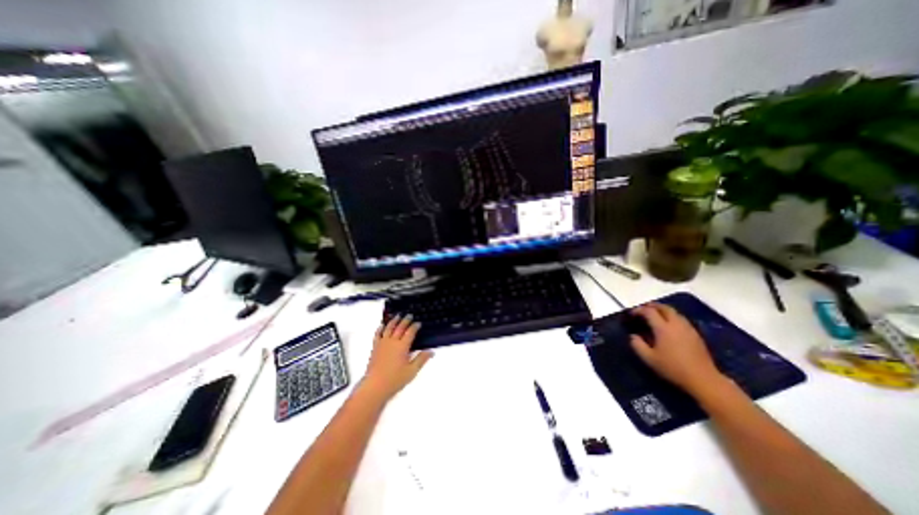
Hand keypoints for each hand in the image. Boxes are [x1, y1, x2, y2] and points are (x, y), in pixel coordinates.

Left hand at [361, 313, 433, 401]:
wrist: (375, 386)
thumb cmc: (395, 380)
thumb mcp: (412, 371)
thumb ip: (421, 359)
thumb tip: (431, 351)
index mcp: (402, 346)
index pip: (410, 332)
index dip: (415, 326)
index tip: (418, 323)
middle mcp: (392, 342)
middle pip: (400, 327)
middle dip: (405, 320)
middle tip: (409, 315)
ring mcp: (382, 344)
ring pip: (389, 328)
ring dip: (394, 321)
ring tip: (397, 315)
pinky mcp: (375, 348)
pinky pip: (377, 335)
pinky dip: (380, 328)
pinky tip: (382, 325)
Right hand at [633, 303, 725, 396]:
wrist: (703, 379)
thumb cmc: (673, 368)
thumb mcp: (649, 358)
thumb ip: (637, 345)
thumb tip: (633, 336)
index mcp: (663, 328)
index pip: (649, 311)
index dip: (639, 310)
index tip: (632, 314)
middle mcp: (676, 324)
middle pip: (664, 308)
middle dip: (652, 306)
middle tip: (643, 310)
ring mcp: (688, 328)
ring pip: (674, 312)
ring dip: (663, 310)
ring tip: (655, 316)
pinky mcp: (696, 334)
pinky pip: (681, 319)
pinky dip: (672, 317)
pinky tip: (669, 326)